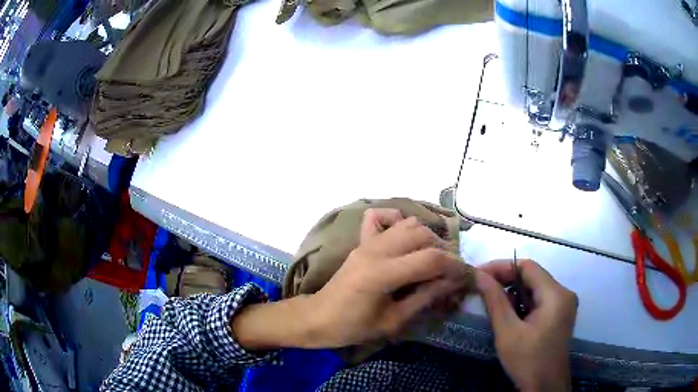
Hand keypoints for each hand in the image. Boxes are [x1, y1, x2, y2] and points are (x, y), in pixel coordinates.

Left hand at [309, 209, 471, 346]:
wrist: (318, 318)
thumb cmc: (353, 327)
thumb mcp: (393, 322)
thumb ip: (425, 298)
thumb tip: (453, 282)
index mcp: (382, 274)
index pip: (431, 259)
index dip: (456, 266)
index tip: (468, 276)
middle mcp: (376, 250)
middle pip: (423, 235)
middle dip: (444, 252)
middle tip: (449, 273)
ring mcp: (367, 242)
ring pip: (408, 223)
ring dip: (428, 237)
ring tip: (432, 259)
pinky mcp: (361, 241)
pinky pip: (381, 217)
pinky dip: (398, 219)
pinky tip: (405, 237)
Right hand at [476, 259, 577, 391]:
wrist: (545, 387)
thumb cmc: (527, 361)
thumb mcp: (507, 332)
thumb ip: (495, 301)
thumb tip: (480, 275)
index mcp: (555, 295)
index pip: (528, 267)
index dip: (502, 266)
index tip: (479, 274)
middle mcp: (564, 293)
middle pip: (533, 276)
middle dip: (507, 280)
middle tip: (482, 288)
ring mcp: (564, 304)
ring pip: (535, 288)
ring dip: (514, 293)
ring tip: (494, 304)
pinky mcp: (560, 314)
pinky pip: (540, 299)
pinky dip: (523, 303)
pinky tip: (510, 315)